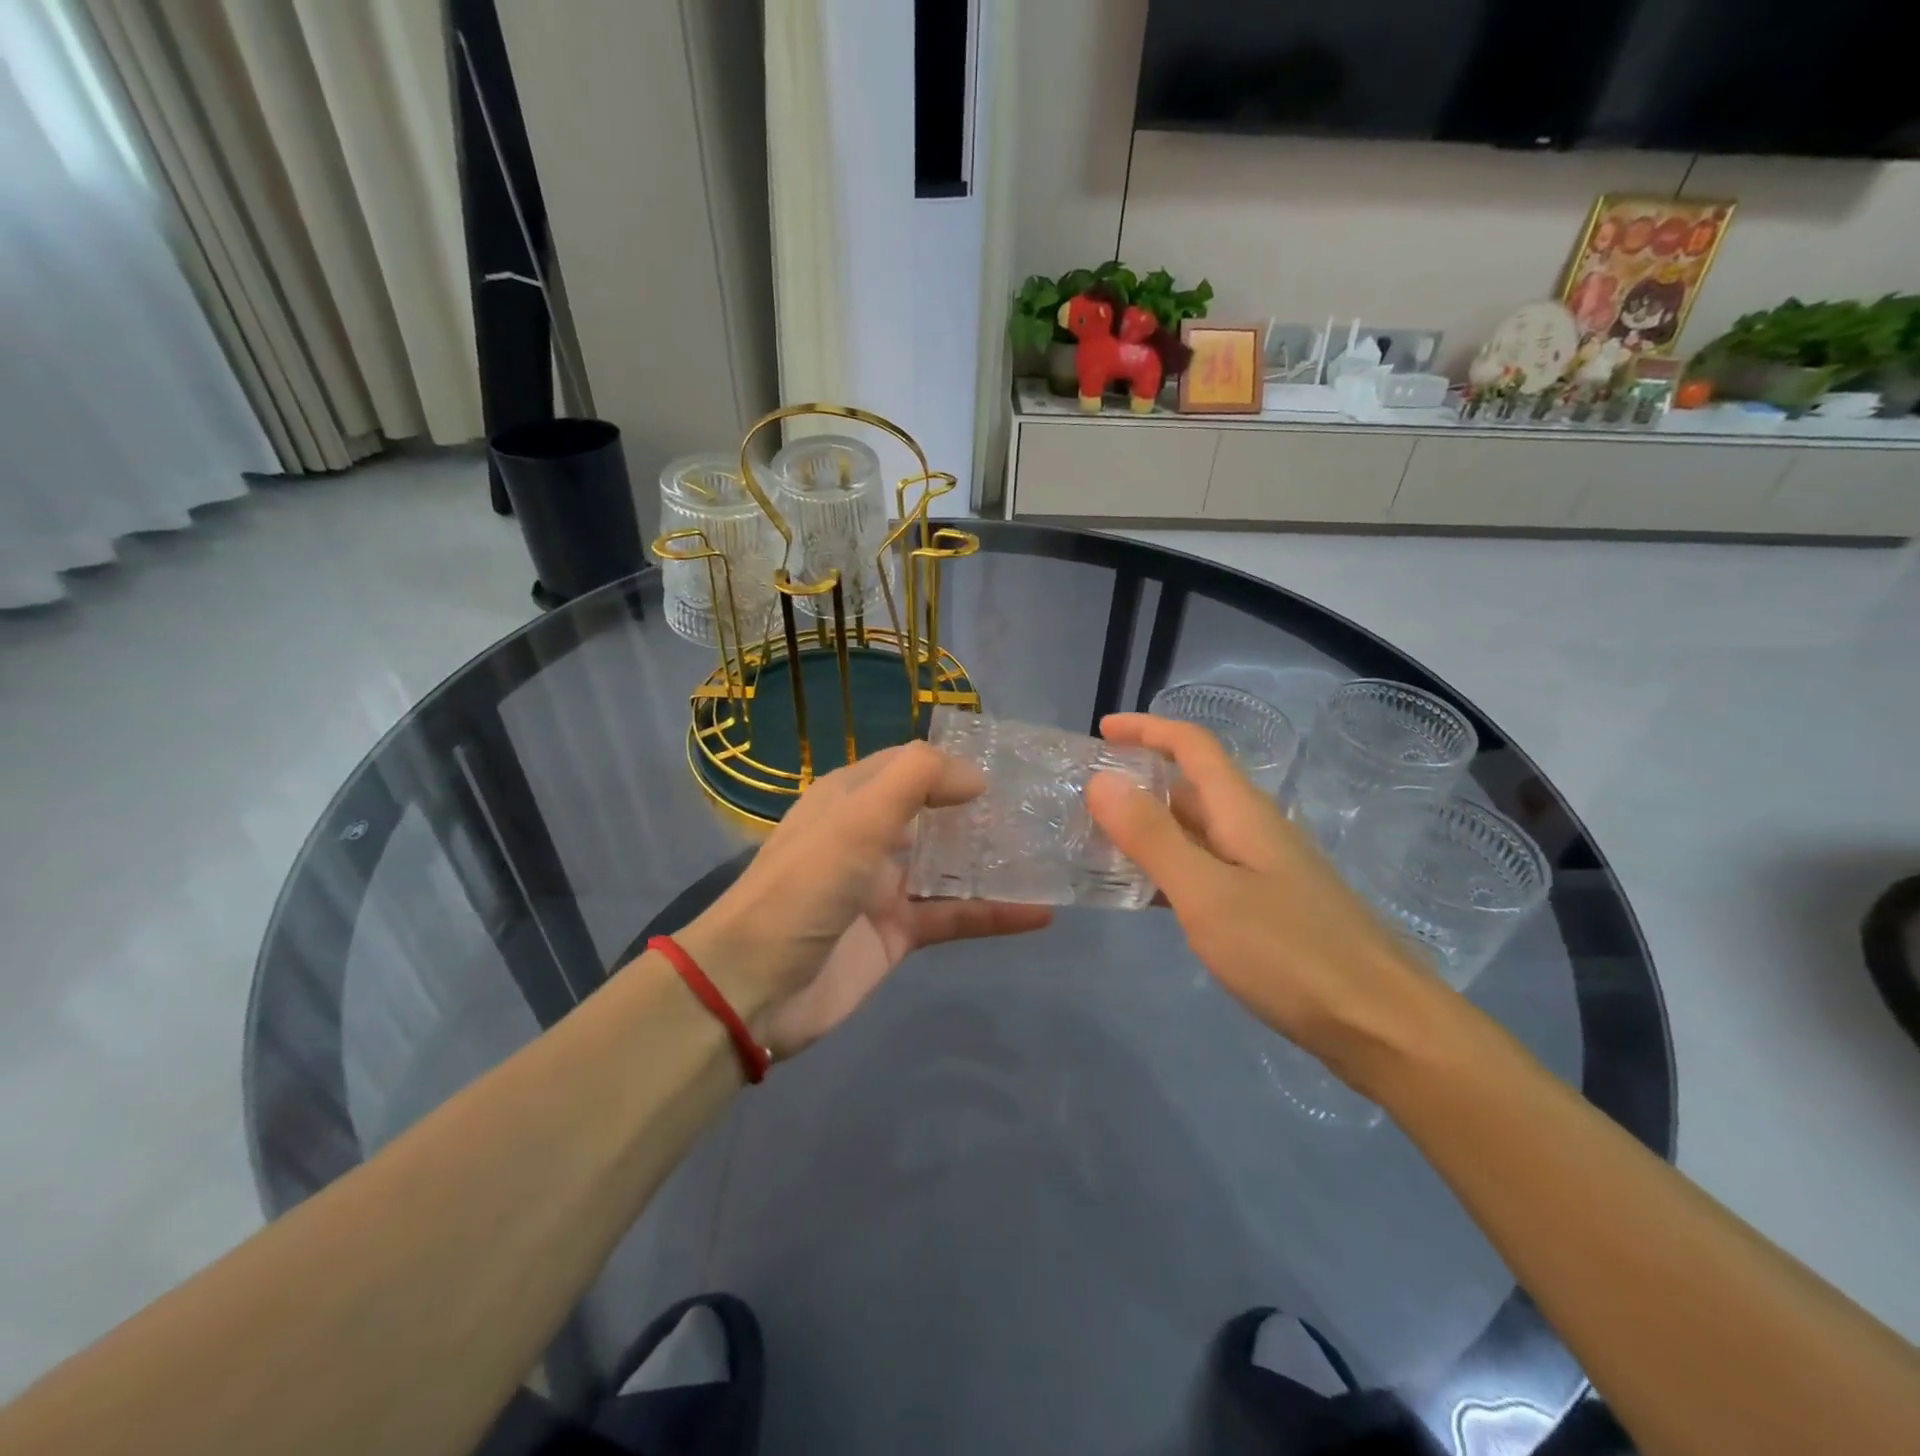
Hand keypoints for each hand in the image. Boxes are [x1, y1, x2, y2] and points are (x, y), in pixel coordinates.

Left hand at [676, 742, 1051, 1059]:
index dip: (953, 764)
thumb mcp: (854, 821)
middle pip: (935, 813)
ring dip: (993, 860)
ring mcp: (885, 887)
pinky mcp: (898, 934)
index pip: (909, 766)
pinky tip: (1039, 913)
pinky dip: (993, 915)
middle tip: (1041, 808)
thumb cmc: (801, 891)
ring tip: (1049, 853)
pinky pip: (954, 915)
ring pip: (950, 865)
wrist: (752, 990)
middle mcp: (869, 837)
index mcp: (850, 799)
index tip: (1007, 769)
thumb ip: (916, 782)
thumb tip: (976, 777)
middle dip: (982, 810)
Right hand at [1084, 714, 1433, 1076]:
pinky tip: (1144, 892)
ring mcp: (1264, 870)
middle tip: (1085, 794)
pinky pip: (1206, 869)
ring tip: (1099, 839)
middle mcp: (1254, 830)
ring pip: (1196, 830)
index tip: (1102, 730)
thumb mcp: (1207, 894)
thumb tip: (1102, 780)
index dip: (1147, 729)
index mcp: (1243, 812)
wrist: (1383, 1027)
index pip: (1193, 746)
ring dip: (1149, 825)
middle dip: (1139, 778)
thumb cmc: (1291, 954)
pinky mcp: (1267, 908)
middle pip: (1192, 785)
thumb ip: (1152, 837)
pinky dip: (1168, 867)